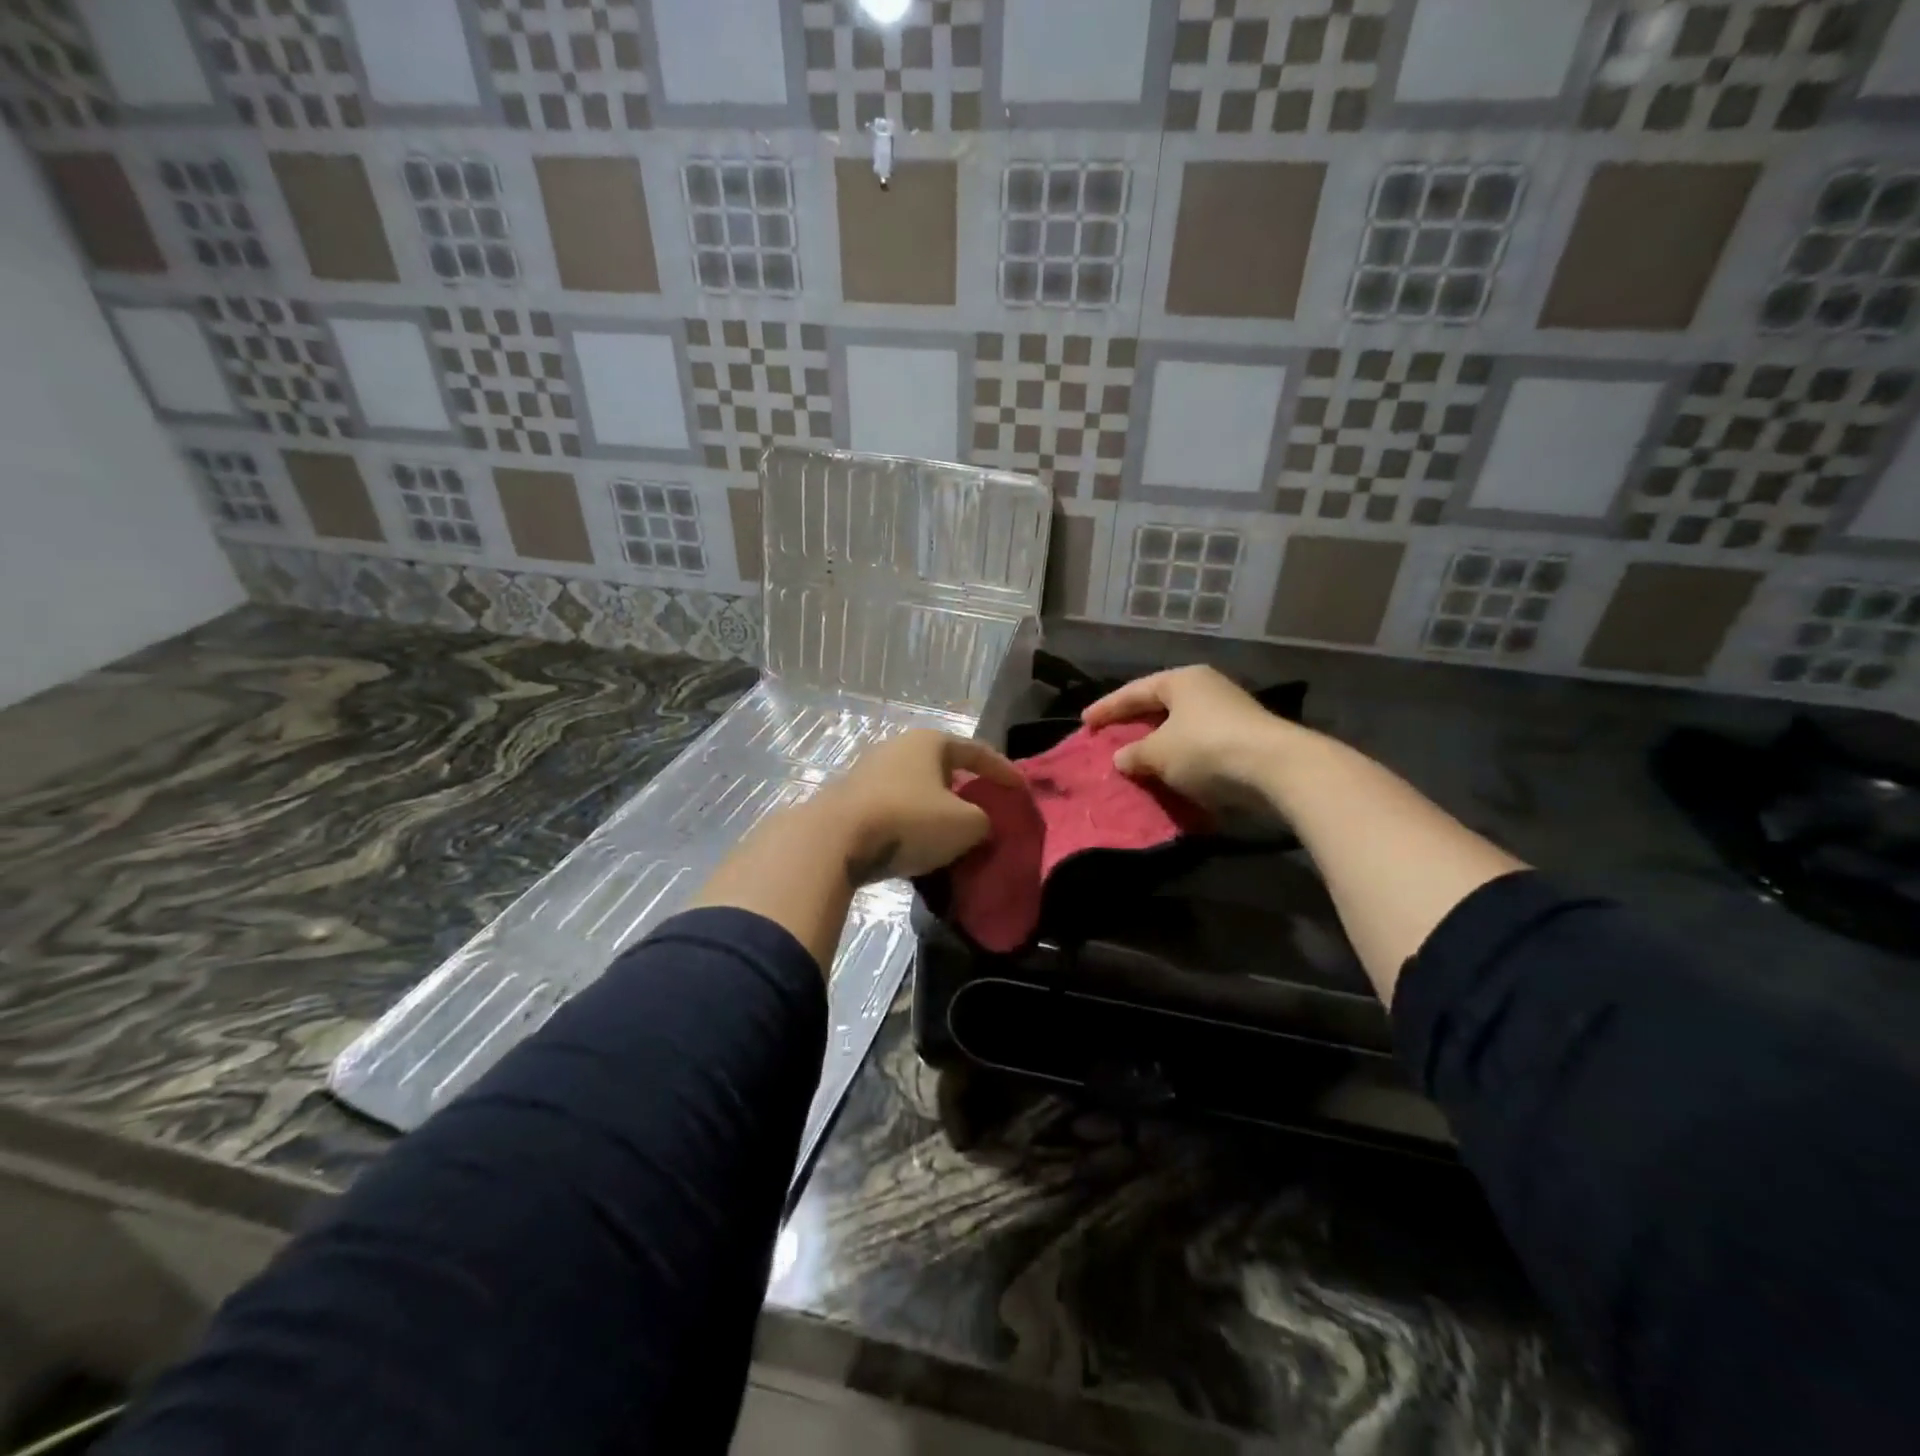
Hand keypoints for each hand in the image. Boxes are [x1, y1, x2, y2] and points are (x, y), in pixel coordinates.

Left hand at [817, 730, 1021, 883]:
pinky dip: (912, 826)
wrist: (834, 840)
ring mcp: (870, 773)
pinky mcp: (851, 801)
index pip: (977, 751)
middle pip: (944, 769)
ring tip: (954, 836)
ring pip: (917, 791)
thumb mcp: (965, 825)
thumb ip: (985, 821)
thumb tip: (980, 825)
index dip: (1003, 771)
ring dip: (937, 812)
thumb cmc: (909, 820)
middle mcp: (898, 748)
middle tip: (986, 813)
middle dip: (966, 791)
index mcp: (930, 742)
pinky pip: (895, 811)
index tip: (1021, 790)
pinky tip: (919, 848)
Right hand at [1081, 666, 1296, 809]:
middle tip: (1109, 736)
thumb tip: (1121, 758)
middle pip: (1159, 705)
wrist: (1275, 768)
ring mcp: (1229, 711)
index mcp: (1181, 680)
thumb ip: (1134, 754)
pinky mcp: (1244, 737)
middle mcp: (1206, 688)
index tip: (1084, 722)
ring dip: (1159, 743)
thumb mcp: (1159, 753)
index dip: (1107, 708)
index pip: (1134, 691)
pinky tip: (1170, 771)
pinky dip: (1181, 756)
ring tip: (1137, 757)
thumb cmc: (1206, 749)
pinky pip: (1200, 744)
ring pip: (1181, 726)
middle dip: (1134, 723)